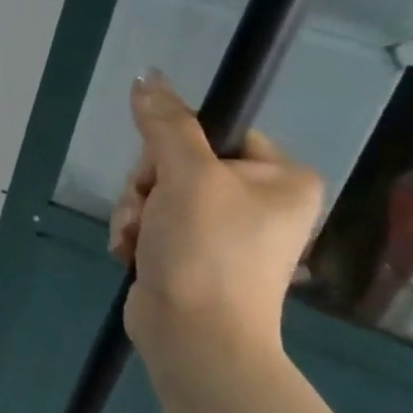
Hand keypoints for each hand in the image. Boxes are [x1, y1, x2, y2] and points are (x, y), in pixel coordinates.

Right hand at [109, 72, 321, 373]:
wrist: (195, 337)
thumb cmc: (206, 251)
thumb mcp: (186, 176)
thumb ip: (166, 124)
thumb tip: (147, 76)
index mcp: (280, 177)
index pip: (216, 132)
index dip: (176, 145)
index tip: (163, 171)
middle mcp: (258, 201)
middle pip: (178, 162)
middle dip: (147, 186)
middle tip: (149, 211)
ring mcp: (224, 231)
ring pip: (157, 193)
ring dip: (134, 211)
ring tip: (137, 239)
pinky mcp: (191, 255)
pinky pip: (152, 222)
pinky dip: (135, 234)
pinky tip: (132, 252)